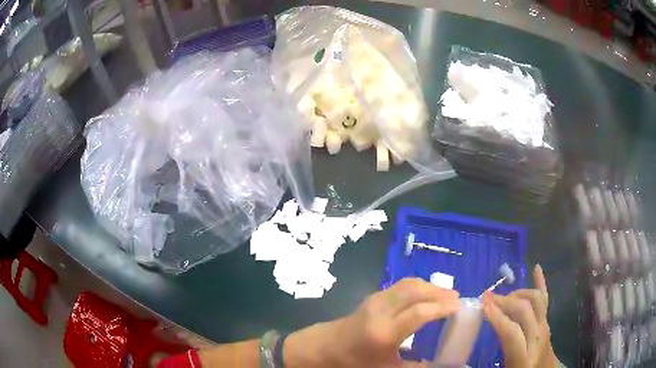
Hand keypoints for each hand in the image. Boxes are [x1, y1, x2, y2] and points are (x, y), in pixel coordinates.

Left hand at [284, 278, 459, 367]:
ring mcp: (375, 300)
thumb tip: (443, 365)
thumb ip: (416, 366)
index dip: (442, 307)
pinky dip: (418, 286)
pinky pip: (401, 285)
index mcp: (384, 333)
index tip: (459, 307)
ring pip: (408, 284)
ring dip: (429, 286)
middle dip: (439, 292)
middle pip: (415, 290)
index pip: (419, 313)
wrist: (325, 348)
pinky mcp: (373, 296)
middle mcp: (380, 311)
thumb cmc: (355, 362)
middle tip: (456, 298)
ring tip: (445, 295)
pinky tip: (426, 294)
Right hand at [482, 264, 555, 367]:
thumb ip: (495, 354)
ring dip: (518, 294)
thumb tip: (465, 358)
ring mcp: (545, 326)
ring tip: (502, 297)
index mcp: (525, 356)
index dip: (497, 317)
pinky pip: (545, 299)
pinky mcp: (547, 321)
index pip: (512, 332)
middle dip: (505, 301)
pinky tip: (536, 268)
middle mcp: (538, 337)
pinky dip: (540, 282)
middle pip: (525, 310)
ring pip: (536, 300)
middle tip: (487, 299)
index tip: (482, 306)